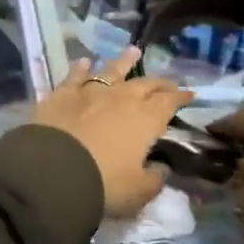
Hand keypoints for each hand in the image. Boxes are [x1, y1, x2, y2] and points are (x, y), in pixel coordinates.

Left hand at [32, 47, 193, 217]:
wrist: (53, 170)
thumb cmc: (103, 183)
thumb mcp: (138, 192)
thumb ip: (154, 179)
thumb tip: (160, 168)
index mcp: (145, 119)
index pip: (168, 102)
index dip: (180, 97)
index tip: (189, 94)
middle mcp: (121, 98)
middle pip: (144, 84)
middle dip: (159, 82)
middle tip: (168, 82)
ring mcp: (90, 92)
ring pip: (111, 70)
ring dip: (124, 61)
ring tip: (133, 51)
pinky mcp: (62, 93)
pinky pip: (75, 75)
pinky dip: (81, 68)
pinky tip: (84, 62)